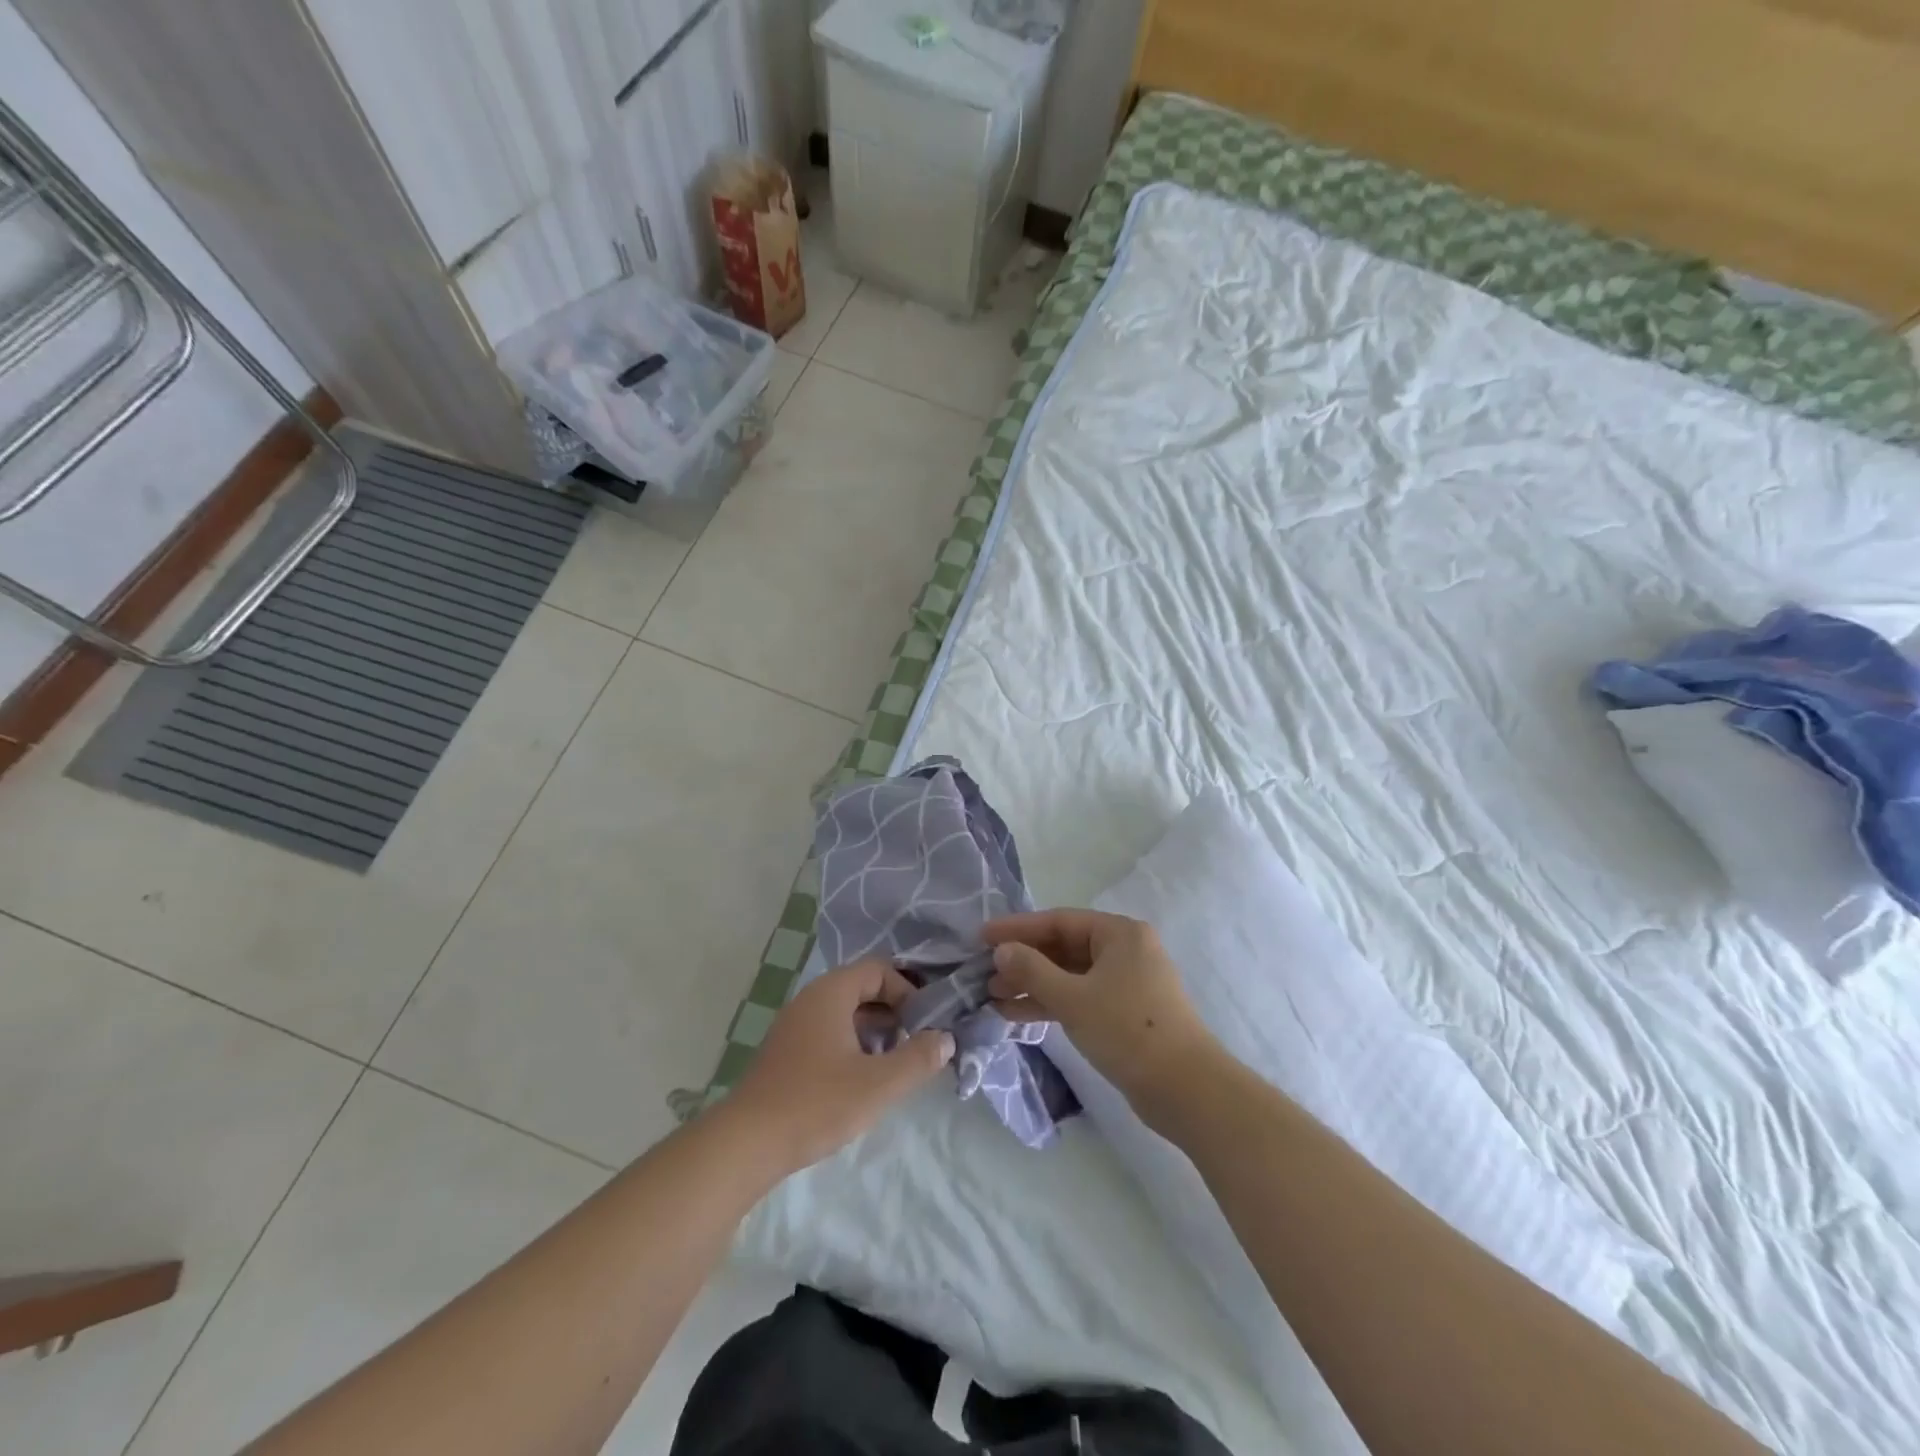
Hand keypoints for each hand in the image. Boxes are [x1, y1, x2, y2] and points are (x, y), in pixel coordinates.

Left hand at [727, 959, 954, 1174]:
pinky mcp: (786, 1051)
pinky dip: (852, 1044)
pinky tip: (860, 1079)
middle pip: (862, 988)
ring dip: (874, 1030)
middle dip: (893, 1011)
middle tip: (914, 1044)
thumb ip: (918, 1058)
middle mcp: (810, 999)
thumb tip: (946, 1038)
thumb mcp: (878, 1083)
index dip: (907, 991)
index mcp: (831, 992)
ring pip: (845, 1012)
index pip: (879, 969)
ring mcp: (794, 1025)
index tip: (923, 1024)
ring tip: (892, 1064)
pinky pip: (828, 1031)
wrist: (746, 1143)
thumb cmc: (817, 1103)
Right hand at [985, 909, 1218, 1117]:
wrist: (1185, 1090)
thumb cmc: (1127, 1030)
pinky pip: (1080, 997)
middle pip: (1064, 947)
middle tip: (985, 973)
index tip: (982, 937)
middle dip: (1024, 960)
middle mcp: (1125, 950)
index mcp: (1119, 933)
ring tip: (994, 996)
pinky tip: (1017, 1014)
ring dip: (1033, 984)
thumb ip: (1032, 970)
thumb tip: (1002, 950)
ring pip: (1070, 975)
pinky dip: (1051, 1003)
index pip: (1059, 921)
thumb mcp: (1073, 998)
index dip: (1018, 928)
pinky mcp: (1124, 1013)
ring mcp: (1126, 983)